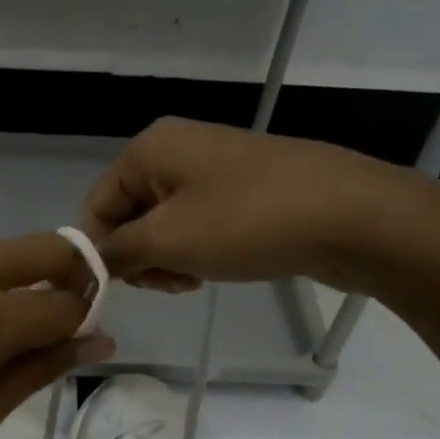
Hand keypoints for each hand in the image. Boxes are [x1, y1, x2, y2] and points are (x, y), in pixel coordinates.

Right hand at [81, 117, 439, 294]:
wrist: (350, 215)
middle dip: (139, 258)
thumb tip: (89, 264)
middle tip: (167, 283)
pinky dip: (196, 252)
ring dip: (167, 260)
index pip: (95, 209)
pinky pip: (197, 226)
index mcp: (148, 149)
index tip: (124, 289)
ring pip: (163, 227)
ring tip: (193, 280)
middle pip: (128, 217)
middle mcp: (175, 150)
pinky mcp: (242, 190)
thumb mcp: (166, 240)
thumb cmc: (246, 222)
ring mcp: (213, 169)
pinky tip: (213, 270)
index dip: (100, 254)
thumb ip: (115, 253)